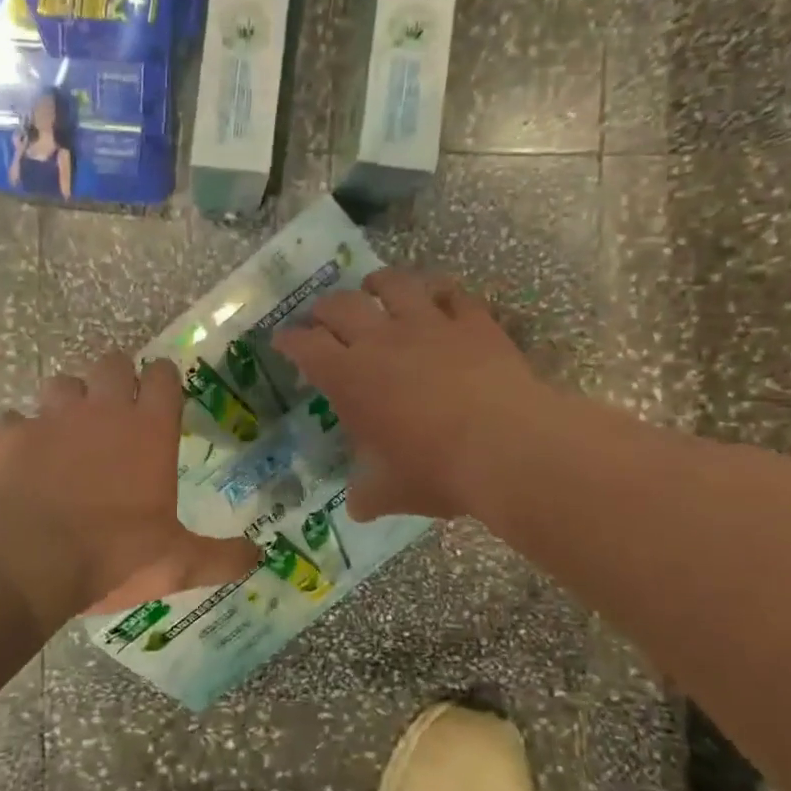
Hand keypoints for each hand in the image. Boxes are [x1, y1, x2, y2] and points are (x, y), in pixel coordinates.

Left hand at [0, 353, 259, 625]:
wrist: (29, 560)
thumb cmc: (114, 554)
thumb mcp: (178, 563)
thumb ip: (221, 557)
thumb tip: (258, 558)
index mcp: (149, 430)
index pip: (163, 376)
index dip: (163, 378)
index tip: (162, 392)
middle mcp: (102, 411)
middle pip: (111, 363)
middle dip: (115, 377)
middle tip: (116, 407)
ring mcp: (50, 418)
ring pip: (61, 383)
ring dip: (67, 400)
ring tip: (68, 429)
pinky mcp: (7, 435)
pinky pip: (12, 419)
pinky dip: (18, 432)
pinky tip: (20, 455)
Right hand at [271, 268, 536, 521]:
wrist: (508, 448)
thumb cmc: (438, 470)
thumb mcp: (392, 492)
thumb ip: (368, 494)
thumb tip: (358, 507)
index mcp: (350, 378)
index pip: (306, 346)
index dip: (290, 340)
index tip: (283, 340)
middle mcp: (381, 340)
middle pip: (341, 305)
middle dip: (324, 308)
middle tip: (321, 316)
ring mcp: (429, 324)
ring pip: (394, 284)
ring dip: (377, 283)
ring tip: (373, 286)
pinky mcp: (472, 321)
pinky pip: (451, 292)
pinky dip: (439, 291)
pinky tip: (437, 295)